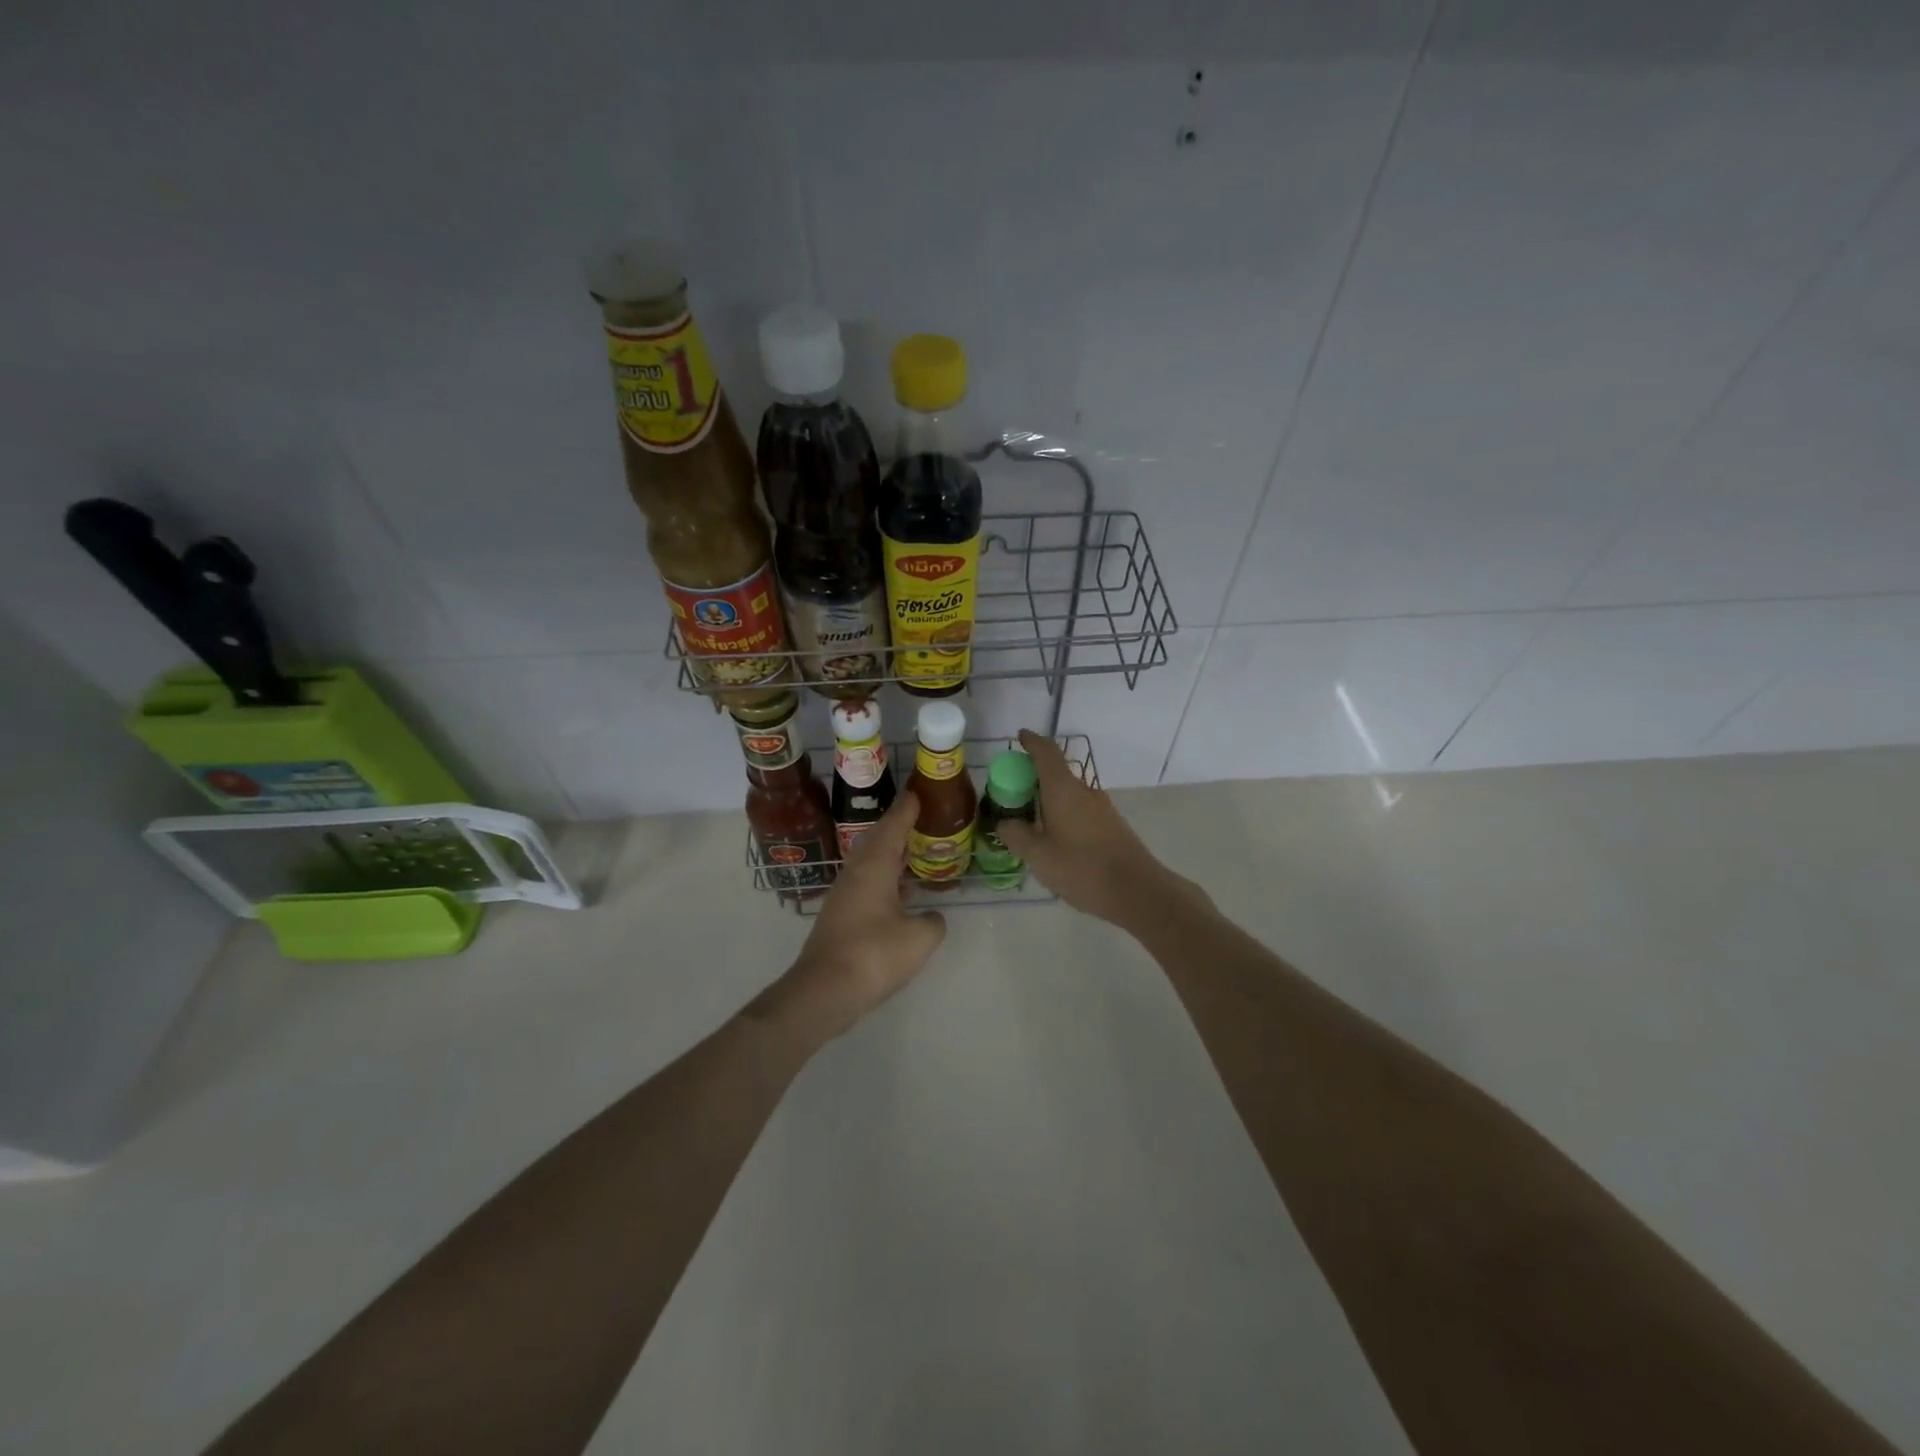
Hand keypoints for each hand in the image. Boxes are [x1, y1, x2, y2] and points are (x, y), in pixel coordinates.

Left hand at [758, 791, 946, 1042]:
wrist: (825, 990)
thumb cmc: (874, 955)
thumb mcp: (919, 939)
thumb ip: (933, 922)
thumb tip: (931, 918)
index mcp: (874, 866)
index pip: (893, 826)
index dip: (908, 808)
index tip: (919, 792)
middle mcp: (856, 872)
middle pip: (878, 839)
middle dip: (899, 826)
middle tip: (921, 817)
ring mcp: (844, 894)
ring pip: (870, 861)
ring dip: (891, 852)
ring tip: (914, 848)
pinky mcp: (840, 915)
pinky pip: (867, 881)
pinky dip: (885, 875)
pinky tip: (899, 889)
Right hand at [997, 730, 1211, 930]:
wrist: (1137, 891)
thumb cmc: (1082, 868)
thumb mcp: (1038, 856)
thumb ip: (1016, 835)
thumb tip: (1004, 822)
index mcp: (1063, 789)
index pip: (1045, 752)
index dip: (1031, 741)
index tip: (1019, 738)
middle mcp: (1084, 791)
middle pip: (1055, 772)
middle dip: (1032, 778)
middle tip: (1011, 795)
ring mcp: (1101, 807)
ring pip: (1068, 793)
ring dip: (1047, 799)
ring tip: (1029, 822)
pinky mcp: (1111, 825)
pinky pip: (1079, 809)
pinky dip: (1062, 813)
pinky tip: (1054, 840)